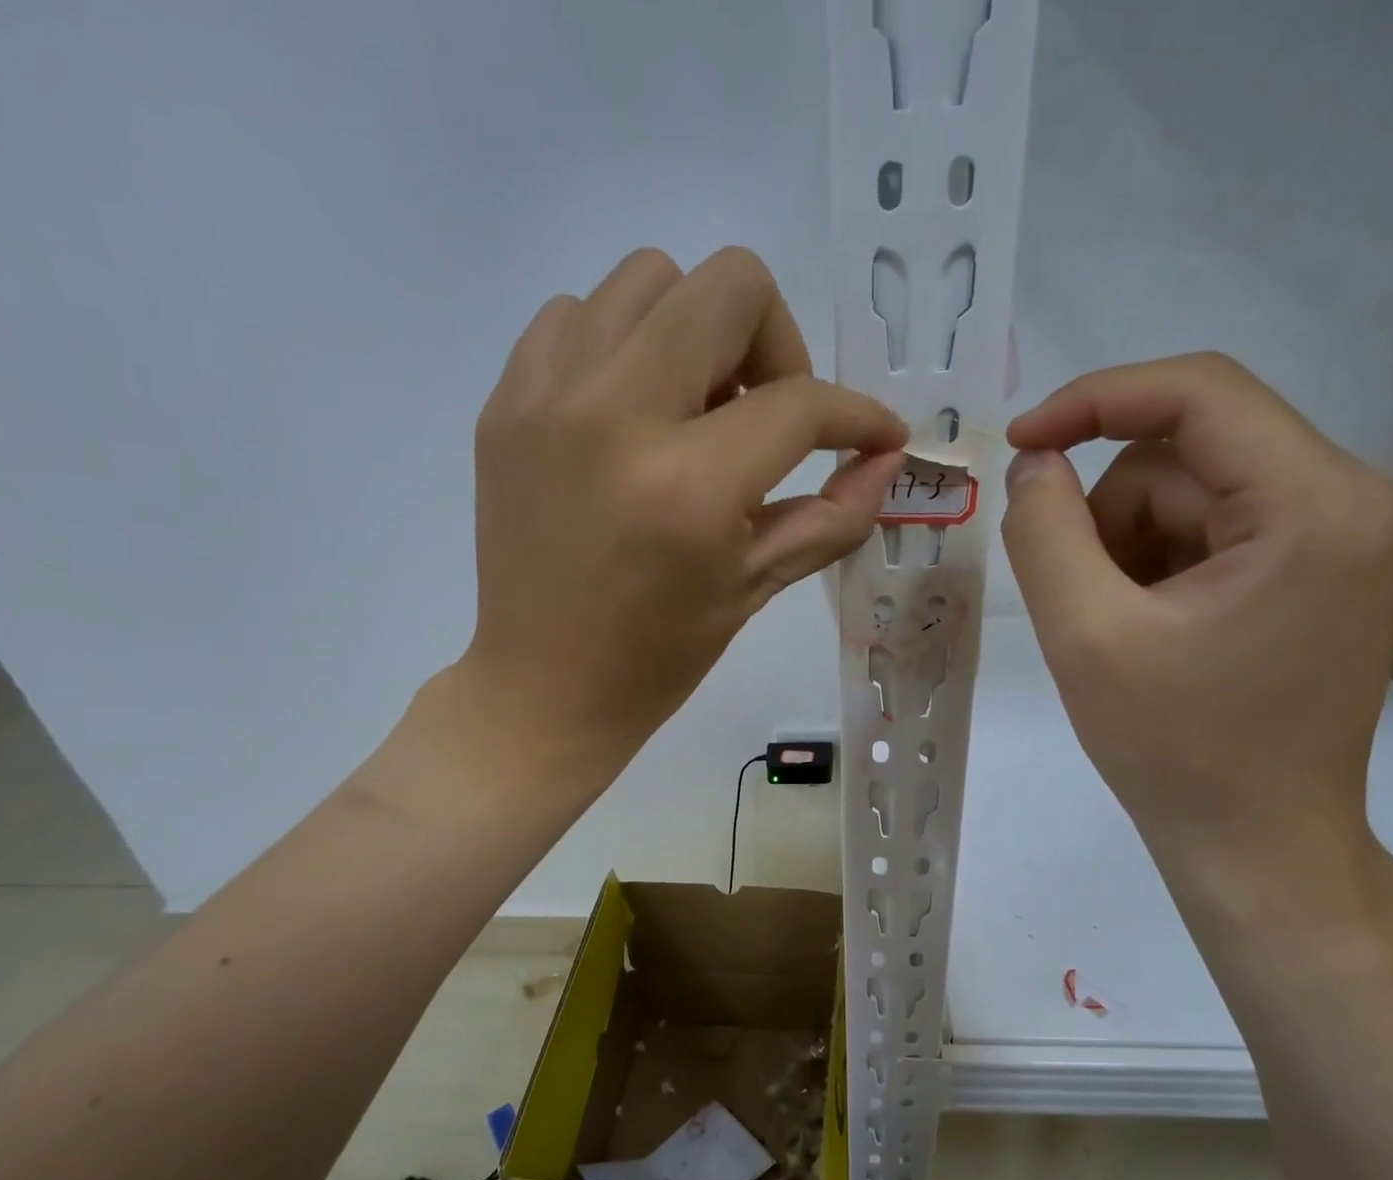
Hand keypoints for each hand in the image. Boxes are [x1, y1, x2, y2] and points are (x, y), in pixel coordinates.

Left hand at [461, 247, 908, 765]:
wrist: (542, 688)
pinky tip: (632, 414)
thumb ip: (832, 517)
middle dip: (777, 344)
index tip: (875, 435)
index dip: (856, 415)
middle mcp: (613, 415)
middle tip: (768, 416)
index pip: (798, 404)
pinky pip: (577, 316)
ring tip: (695, 412)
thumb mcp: (754, 589)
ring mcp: (547, 398)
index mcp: (687, 485)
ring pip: (649, 278)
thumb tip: (887, 460)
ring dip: (696, 332)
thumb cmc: (655, 657)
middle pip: (727, 286)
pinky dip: (623, 346)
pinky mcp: (505, 403)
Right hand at [1001, 353, 1392, 879]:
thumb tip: (1034, 463)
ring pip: (1190, 495)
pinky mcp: (1313, 573)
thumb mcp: (1086, 637)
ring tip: (1116, 632)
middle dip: (1110, 515)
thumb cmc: (1176, 752)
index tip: (1019, 445)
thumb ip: (1045, 532)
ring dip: (1127, 549)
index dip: (1093, 401)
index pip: (1198, 393)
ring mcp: (1336, 539)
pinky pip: (1209, 533)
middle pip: (1187, 454)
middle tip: (1081, 603)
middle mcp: (1346, 500)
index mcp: (1314, 504)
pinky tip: (1146, 635)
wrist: (1256, 847)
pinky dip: (1155, 570)